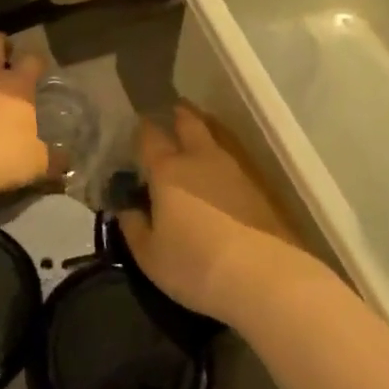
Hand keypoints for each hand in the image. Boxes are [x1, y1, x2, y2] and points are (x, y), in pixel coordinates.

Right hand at [117, 102, 306, 322]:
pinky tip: (220, 177)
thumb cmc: (194, 265)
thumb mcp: (150, 256)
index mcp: (167, 170)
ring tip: (196, 141)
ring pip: (215, 140)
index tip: (138, 127)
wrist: (261, 276)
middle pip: (189, 123)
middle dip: (179, 115)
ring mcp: (233, 171)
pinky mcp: (258, 189)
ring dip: (203, 135)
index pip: (150, 137)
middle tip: (173, 112)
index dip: (142, 129)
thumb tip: (126, 210)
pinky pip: (233, 164)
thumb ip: (133, 228)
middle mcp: (199, 160)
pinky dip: (221, 163)